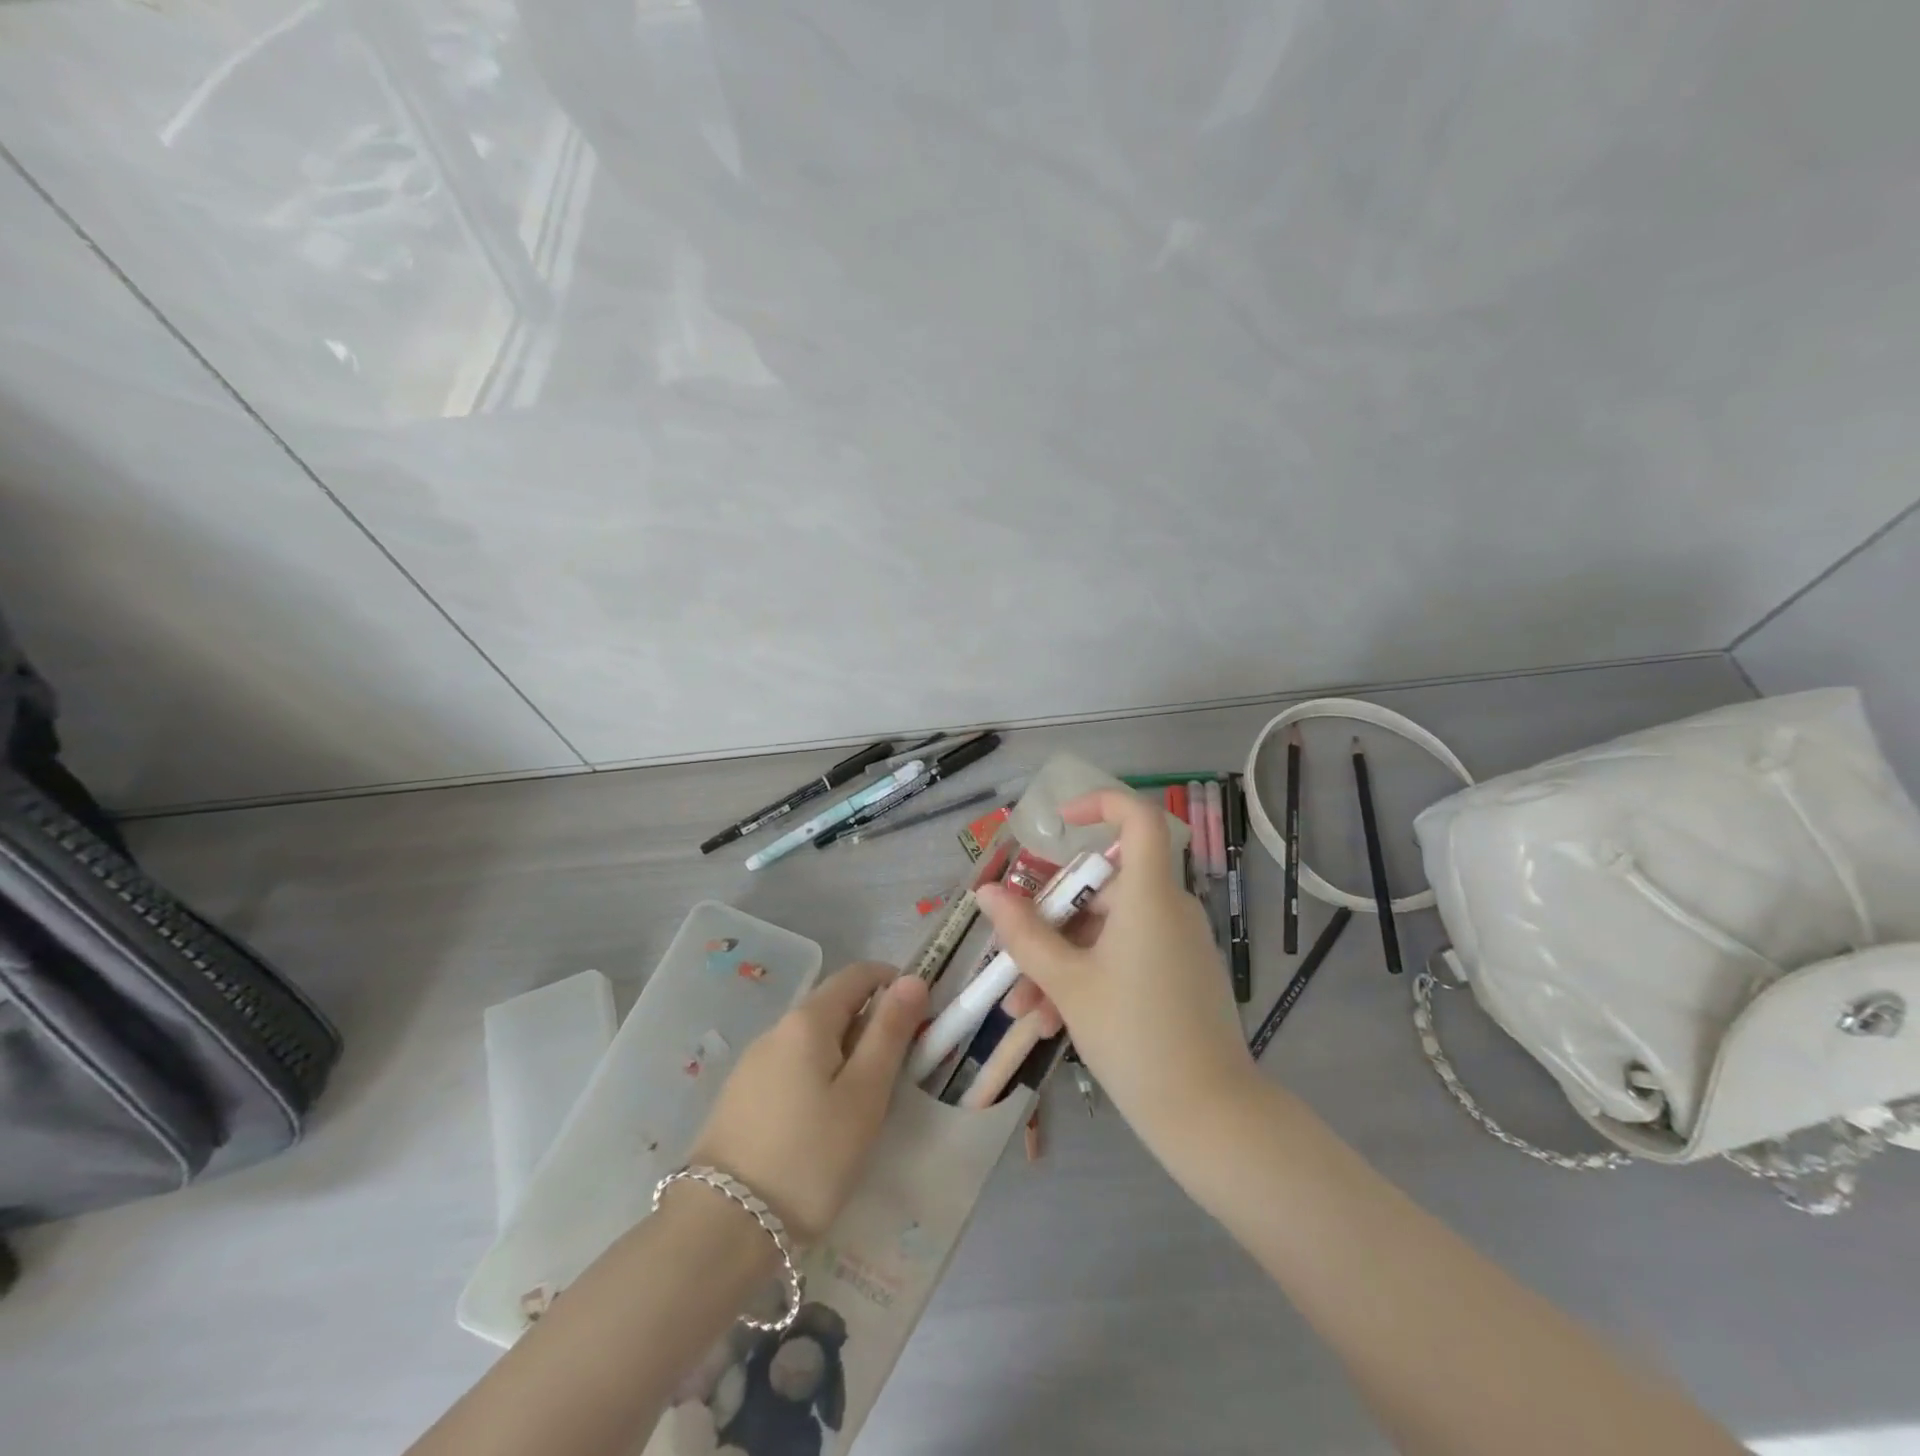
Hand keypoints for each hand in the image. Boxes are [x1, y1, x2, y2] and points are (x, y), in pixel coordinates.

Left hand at [689, 962, 927, 1241]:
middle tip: (898, 1071)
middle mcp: (776, 1030)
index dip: (893, 983)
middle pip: (833, 1005)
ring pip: (812, 1040)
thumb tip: (913, 979)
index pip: (857, 974)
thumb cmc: (809, 1158)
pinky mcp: (740, 1098)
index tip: (919, 1017)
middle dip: (871, 1023)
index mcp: (807, 1020)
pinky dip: (819, 1076)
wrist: (720, 1230)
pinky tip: (823, 1123)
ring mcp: (752, 1064)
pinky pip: (791, 1067)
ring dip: (845, 1053)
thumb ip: (889, 1032)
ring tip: (864, 1104)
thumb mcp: (864, 1095)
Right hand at [977, 790, 1254, 1149]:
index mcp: (1149, 896)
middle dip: (1050, 921)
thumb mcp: (1068, 984)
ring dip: (1061, 960)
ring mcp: (1177, 944)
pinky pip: (1126, 957)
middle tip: (1012, 958)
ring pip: (1106, 932)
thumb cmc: (1135, 1037)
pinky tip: (1053, 1022)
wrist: (1210, 1116)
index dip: (1100, 804)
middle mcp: (1169, 909)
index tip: (1058, 823)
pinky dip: (1089, 976)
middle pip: (1103, 888)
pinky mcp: (1179, 974)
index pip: (1138, 819)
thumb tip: (988, 893)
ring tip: (1024, 1009)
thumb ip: (1025, 934)